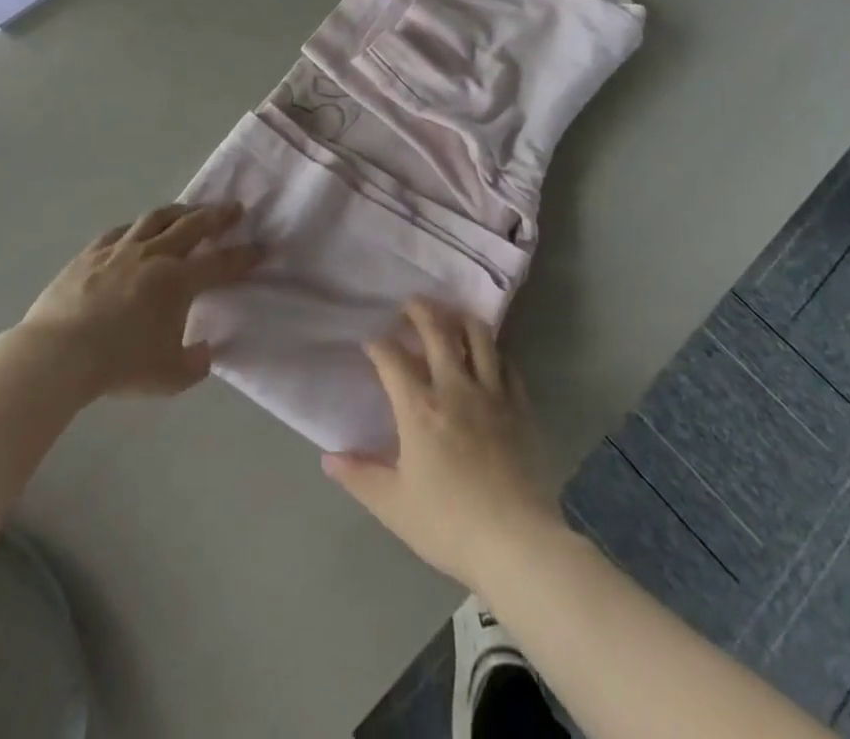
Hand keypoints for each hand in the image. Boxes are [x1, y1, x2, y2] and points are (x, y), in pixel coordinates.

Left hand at [17, 202, 259, 398]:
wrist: (59, 353)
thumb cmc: (119, 365)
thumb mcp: (169, 377)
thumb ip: (195, 363)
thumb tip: (205, 351)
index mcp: (179, 281)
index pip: (222, 263)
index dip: (245, 255)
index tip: (262, 247)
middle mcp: (155, 255)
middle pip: (193, 225)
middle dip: (218, 216)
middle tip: (234, 208)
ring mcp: (121, 249)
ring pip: (157, 218)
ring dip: (179, 211)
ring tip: (189, 209)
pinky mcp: (91, 253)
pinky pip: (120, 231)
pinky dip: (136, 227)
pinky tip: (137, 230)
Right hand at [322, 299, 565, 590]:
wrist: (517, 543)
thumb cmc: (449, 524)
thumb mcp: (393, 505)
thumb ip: (359, 476)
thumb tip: (329, 457)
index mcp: (419, 407)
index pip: (391, 357)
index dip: (377, 344)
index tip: (370, 343)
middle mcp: (455, 387)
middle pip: (436, 329)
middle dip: (418, 310)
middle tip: (408, 305)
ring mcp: (492, 393)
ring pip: (478, 336)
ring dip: (459, 319)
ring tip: (449, 317)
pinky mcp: (520, 406)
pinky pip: (506, 363)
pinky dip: (492, 353)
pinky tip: (487, 358)